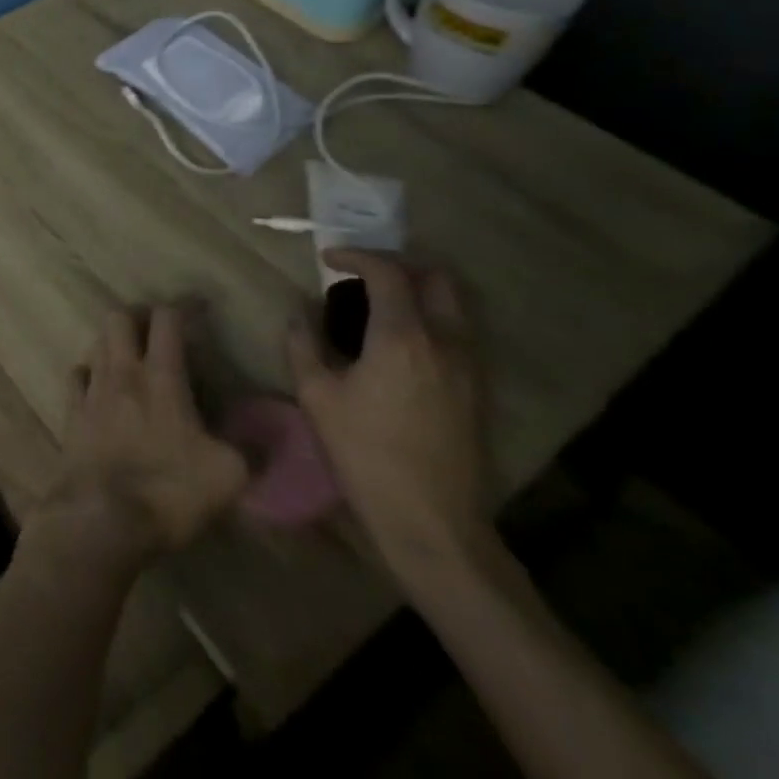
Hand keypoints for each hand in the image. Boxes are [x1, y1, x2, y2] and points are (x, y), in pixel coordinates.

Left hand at [29, 306, 248, 575]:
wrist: (103, 518)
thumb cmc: (170, 490)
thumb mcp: (228, 476)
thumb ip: (248, 450)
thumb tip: (265, 439)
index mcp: (162, 377)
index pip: (167, 320)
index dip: (183, 307)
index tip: (198, 308)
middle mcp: (122, 372)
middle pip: (119, 318)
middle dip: (137, 315)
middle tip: (156, 330)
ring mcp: (92, 390)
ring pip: (96, 342)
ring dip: (113, 342)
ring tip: (130, 356)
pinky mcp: (72, 413)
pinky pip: (76, 376)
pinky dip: (88, 373)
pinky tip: (98, 385)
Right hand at [286, 250, 489, 582]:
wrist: (431, 522)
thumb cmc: (365, 453)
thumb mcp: (316, 395)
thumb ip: (303, 344)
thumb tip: (300, 313)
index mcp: (402, 338)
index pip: (387, 273)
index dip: (355, 256)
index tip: (328, 260)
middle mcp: (445, 343)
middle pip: (437, 279)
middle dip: (399, 266)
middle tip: (364, 275)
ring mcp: (469, 368)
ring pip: (454, 307)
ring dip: (419, 293)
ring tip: (379, 306)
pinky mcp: (478, 392)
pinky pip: (458, 336)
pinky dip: (431, 322)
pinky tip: (400, 344)